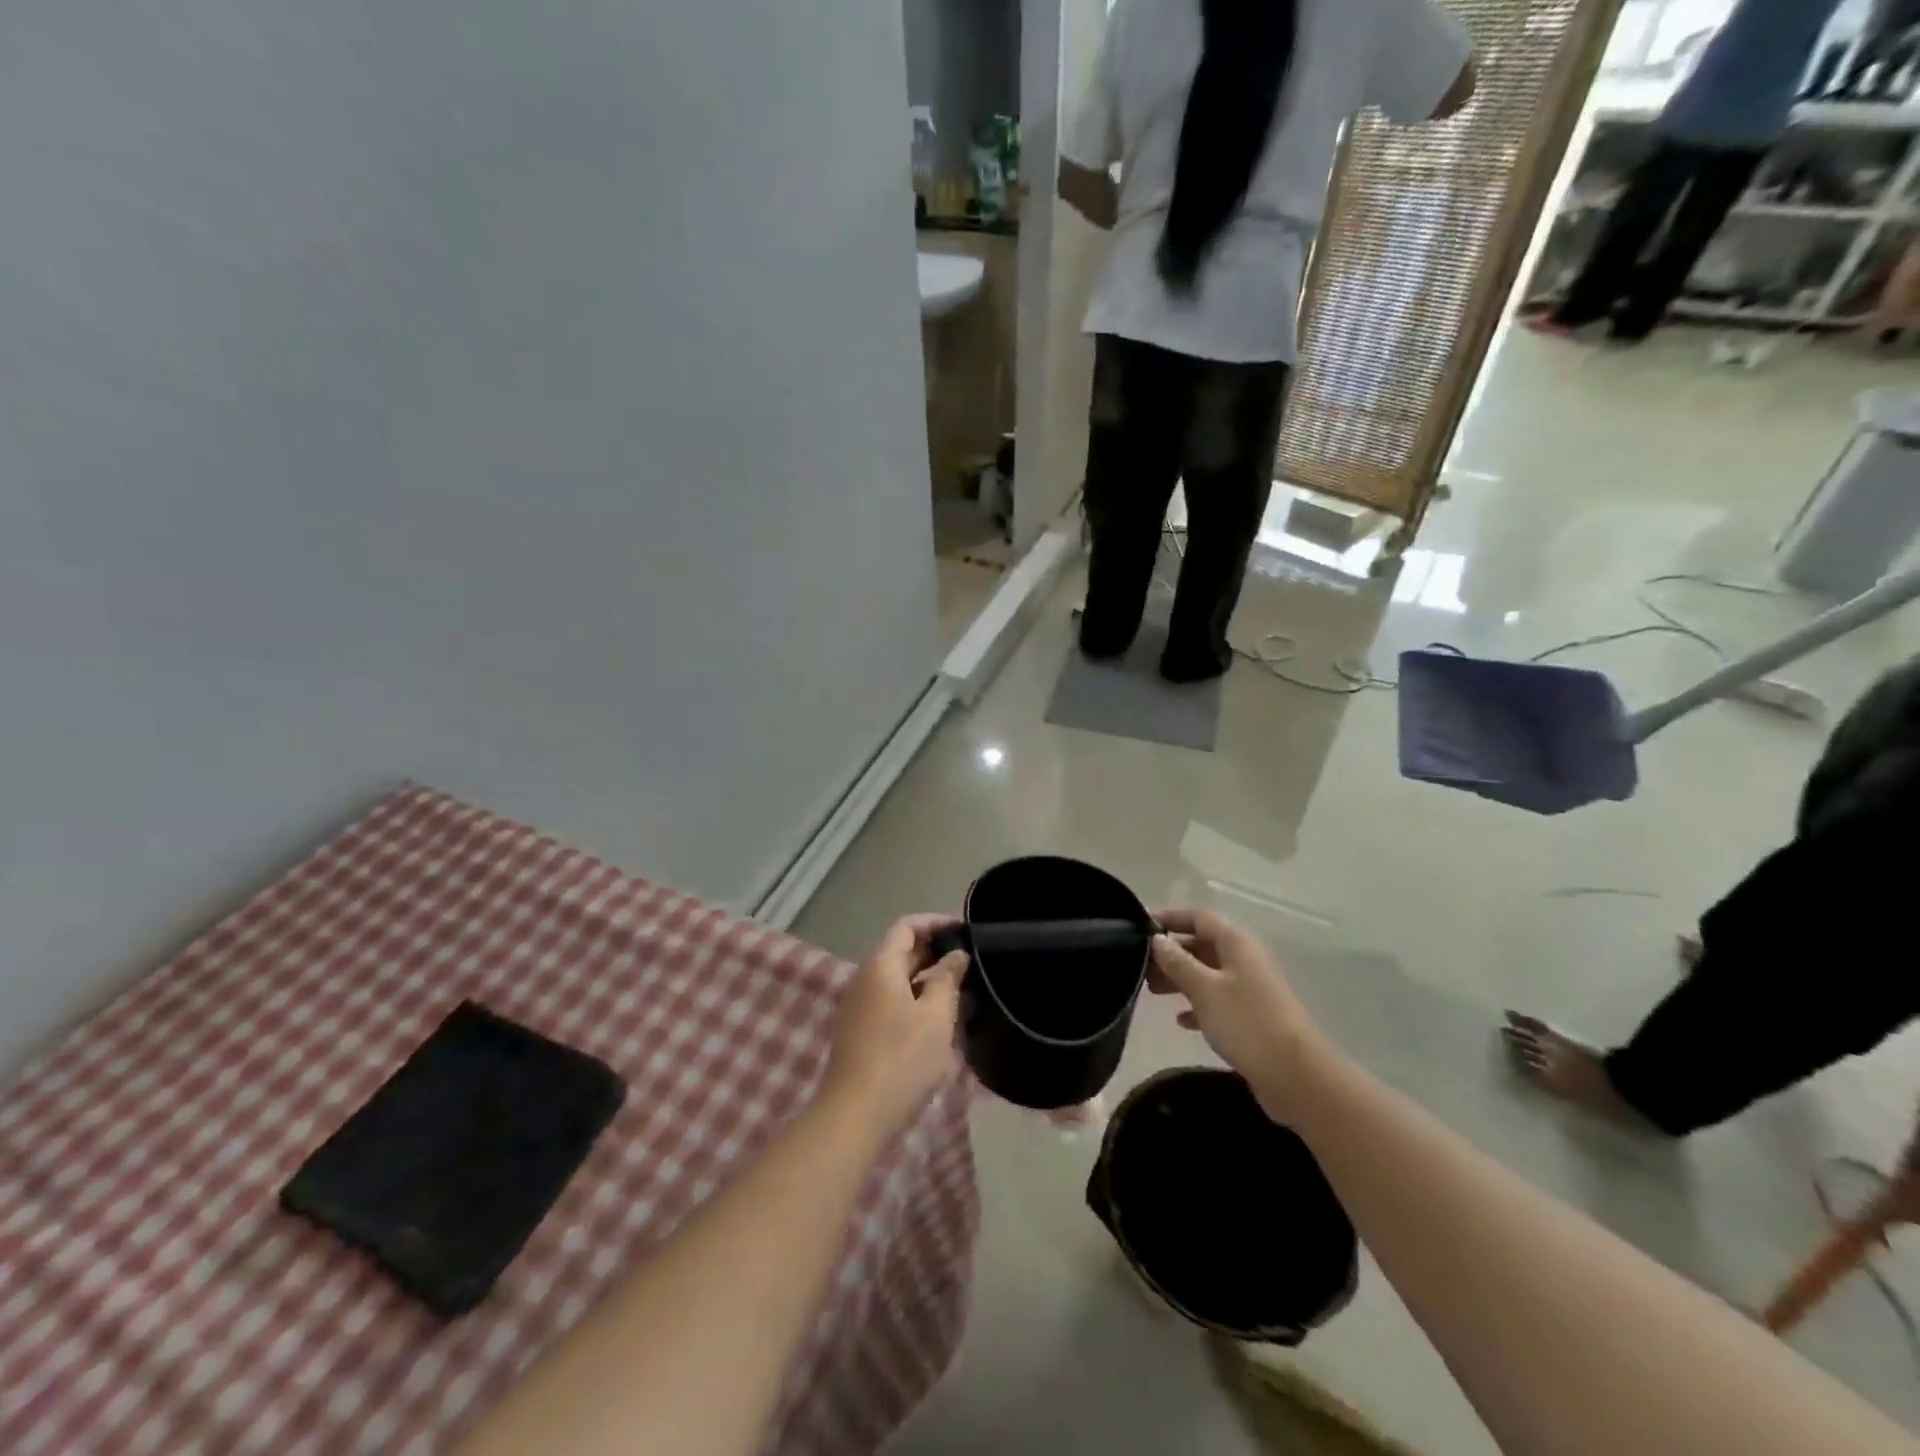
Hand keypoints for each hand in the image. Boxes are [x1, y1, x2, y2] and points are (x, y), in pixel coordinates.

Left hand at [821, 915, 967, 1135]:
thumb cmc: (901, 1058)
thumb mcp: (935, 1016)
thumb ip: (947, 979)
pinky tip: (939, 1017)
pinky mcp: (861, 1031)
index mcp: (881, 965)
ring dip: (927, 977)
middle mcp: (865, 978)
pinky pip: (891, 1000)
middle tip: (969, 960)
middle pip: (900, 950)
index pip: (906, 926)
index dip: (935, 923)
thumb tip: (956, 954)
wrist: (855, 1115)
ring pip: (897, 978)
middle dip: (934, 950)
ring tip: (961, 988)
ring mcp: (859, 1006)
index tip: (964, 931)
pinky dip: (915, 998)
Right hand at [1149, 908, 1325, 1122]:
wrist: (1297, 1077)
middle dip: (1171, 953)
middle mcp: (1244, 960)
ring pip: (1207, 973)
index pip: (1198, 917)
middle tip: (1139, 966)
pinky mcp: (1252, 1017)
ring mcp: (1250, 989)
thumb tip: (1157, 938)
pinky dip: (1197, 1005)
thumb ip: (1177, 962)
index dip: (1169, 918)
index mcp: (1236, 944)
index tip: (1138, 926)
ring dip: (1180, 979)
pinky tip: (1180, 1020)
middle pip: (1201, 944)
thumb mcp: (1204, 989)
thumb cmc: (1247, 1023)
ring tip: (1151, 991)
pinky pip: (1217, 1000)